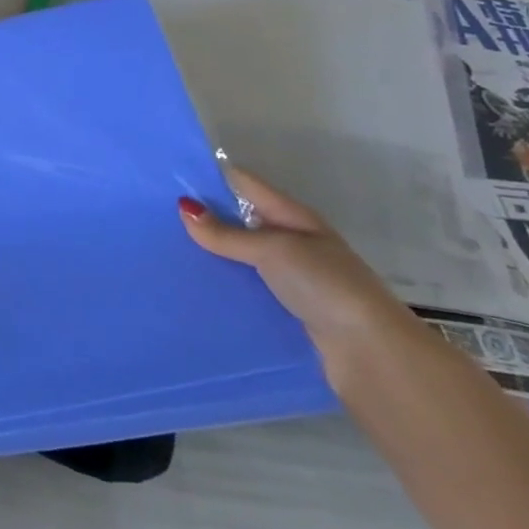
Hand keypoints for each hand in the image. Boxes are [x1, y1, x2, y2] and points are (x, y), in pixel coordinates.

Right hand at [179, 166, 414, 378]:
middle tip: (156, 216)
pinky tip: (196, 287)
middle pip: (240, 220)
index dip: (209, 176)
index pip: (243, 184)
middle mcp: (292, 241)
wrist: (372, 353)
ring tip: (167, 251)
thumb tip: (184, 208)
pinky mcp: (288, 308)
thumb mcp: (273, 250)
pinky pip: (247, 286)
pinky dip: (226, 284)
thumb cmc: (324, 285)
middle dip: (204, 218)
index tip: (166, 176)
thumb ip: (227, 233)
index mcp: (292, 216)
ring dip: (213, 255)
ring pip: (241, 256)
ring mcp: (292, 276)